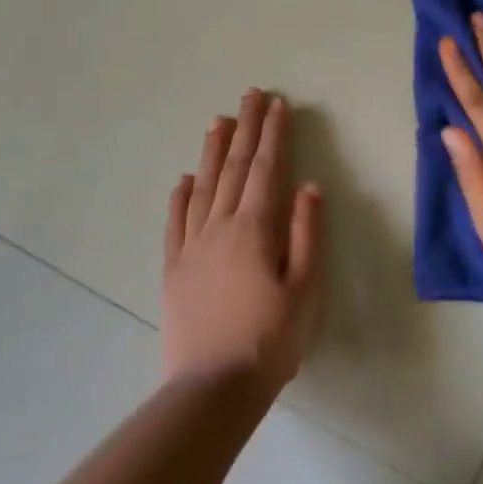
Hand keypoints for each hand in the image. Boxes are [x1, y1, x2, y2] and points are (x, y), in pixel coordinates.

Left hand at [162, 90, 324, 394]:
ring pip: (203, 186)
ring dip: (212, 151)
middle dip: (245, 128)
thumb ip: (306, 234)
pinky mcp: (173, 268)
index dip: (273, 135)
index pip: (266, 169)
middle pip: (234, 167)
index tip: (277, 105)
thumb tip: (309, 186)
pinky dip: (180, 196)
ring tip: (218, 120)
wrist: (212, 389)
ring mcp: (192, 246)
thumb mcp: (304, 290)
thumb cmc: (269, 340)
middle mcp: (220, 227)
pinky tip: (183, 179)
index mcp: (255, 229)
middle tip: (250, 94)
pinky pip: (175, 222)